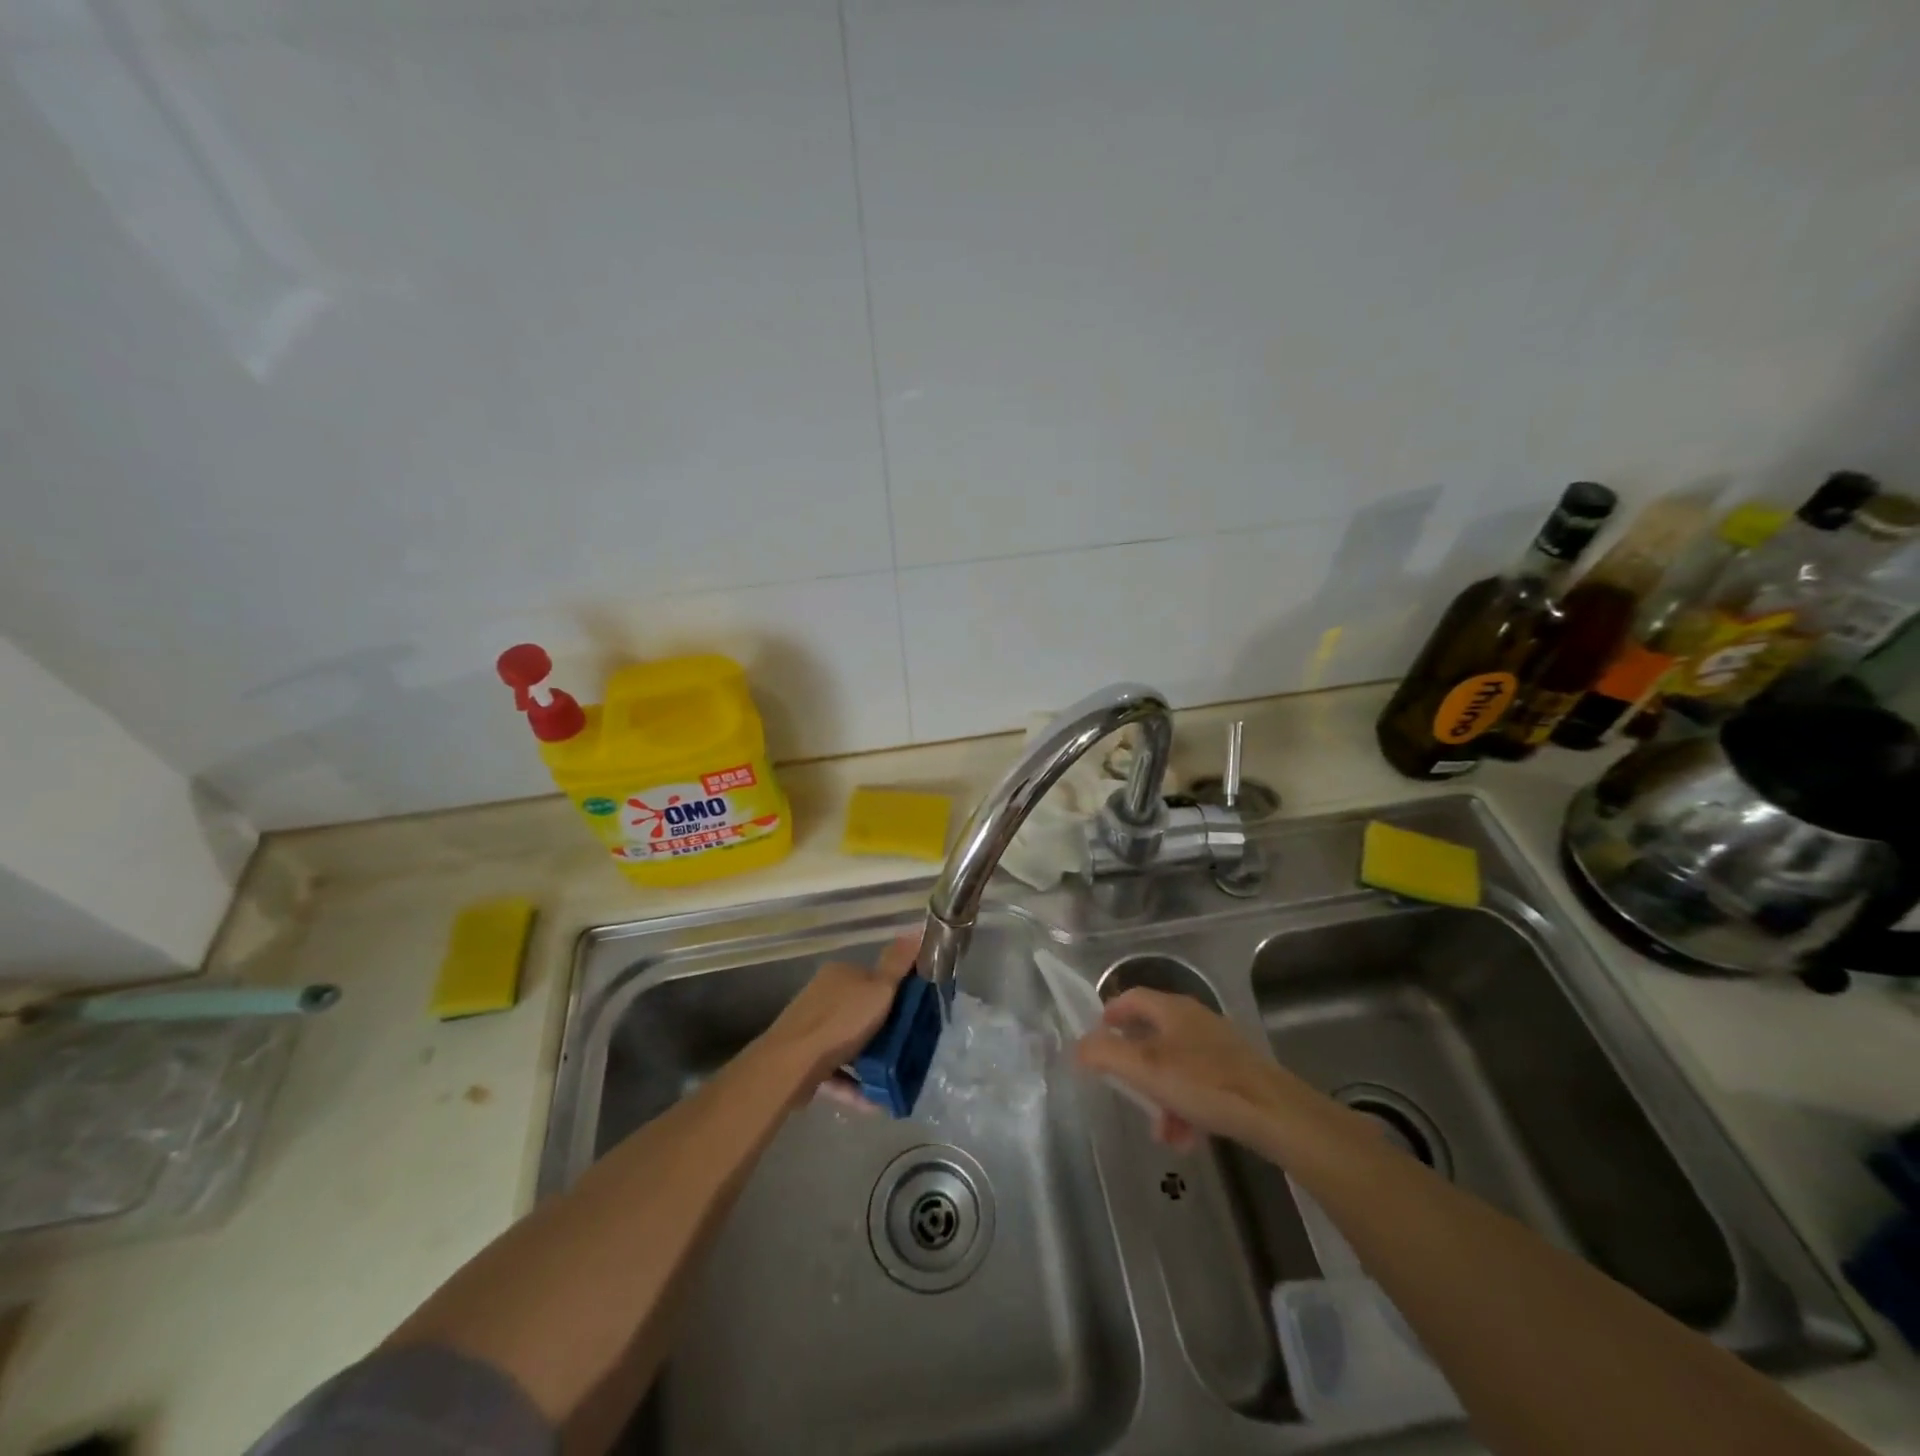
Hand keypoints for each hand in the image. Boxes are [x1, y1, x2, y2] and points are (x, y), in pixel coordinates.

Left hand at [757, 933, 918, 1094]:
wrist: (791, 1065)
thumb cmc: (841, 1021)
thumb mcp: (879, 989)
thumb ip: (898, 963)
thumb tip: (916, 929)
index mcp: (840, 974)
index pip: (873, 977)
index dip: (895, 993)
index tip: (915, 1012)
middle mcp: (823, 996)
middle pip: (861, 1011)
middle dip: (883, 1030)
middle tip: (908, 1047)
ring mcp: (811, 1029)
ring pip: (848, 1043)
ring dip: (870, 1061)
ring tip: (895, 1080)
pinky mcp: (805, 1062)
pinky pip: (837, 1072)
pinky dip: (855, 1086)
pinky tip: (875, 1101)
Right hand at [1074, 988, 1328, 1154]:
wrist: (1273, 1112)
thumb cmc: (1203, 1082)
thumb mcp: (1145, 1068)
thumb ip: (1106, 1054)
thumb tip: (1078, 1047)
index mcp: (1172, 1009)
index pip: (1131, 997)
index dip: (1110, 1014)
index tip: (1096, 1038)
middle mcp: (1194, 1019)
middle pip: (1153, 1034)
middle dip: (1135, 1067)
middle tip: (1124, 1088)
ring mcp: (1218, 1045)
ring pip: (1176, 1065)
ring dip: (1161, 1094)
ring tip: (1160, 1130)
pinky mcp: (1237, 1072)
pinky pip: (1199, 1084)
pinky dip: (1186, 1106)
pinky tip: (1186, 1138)